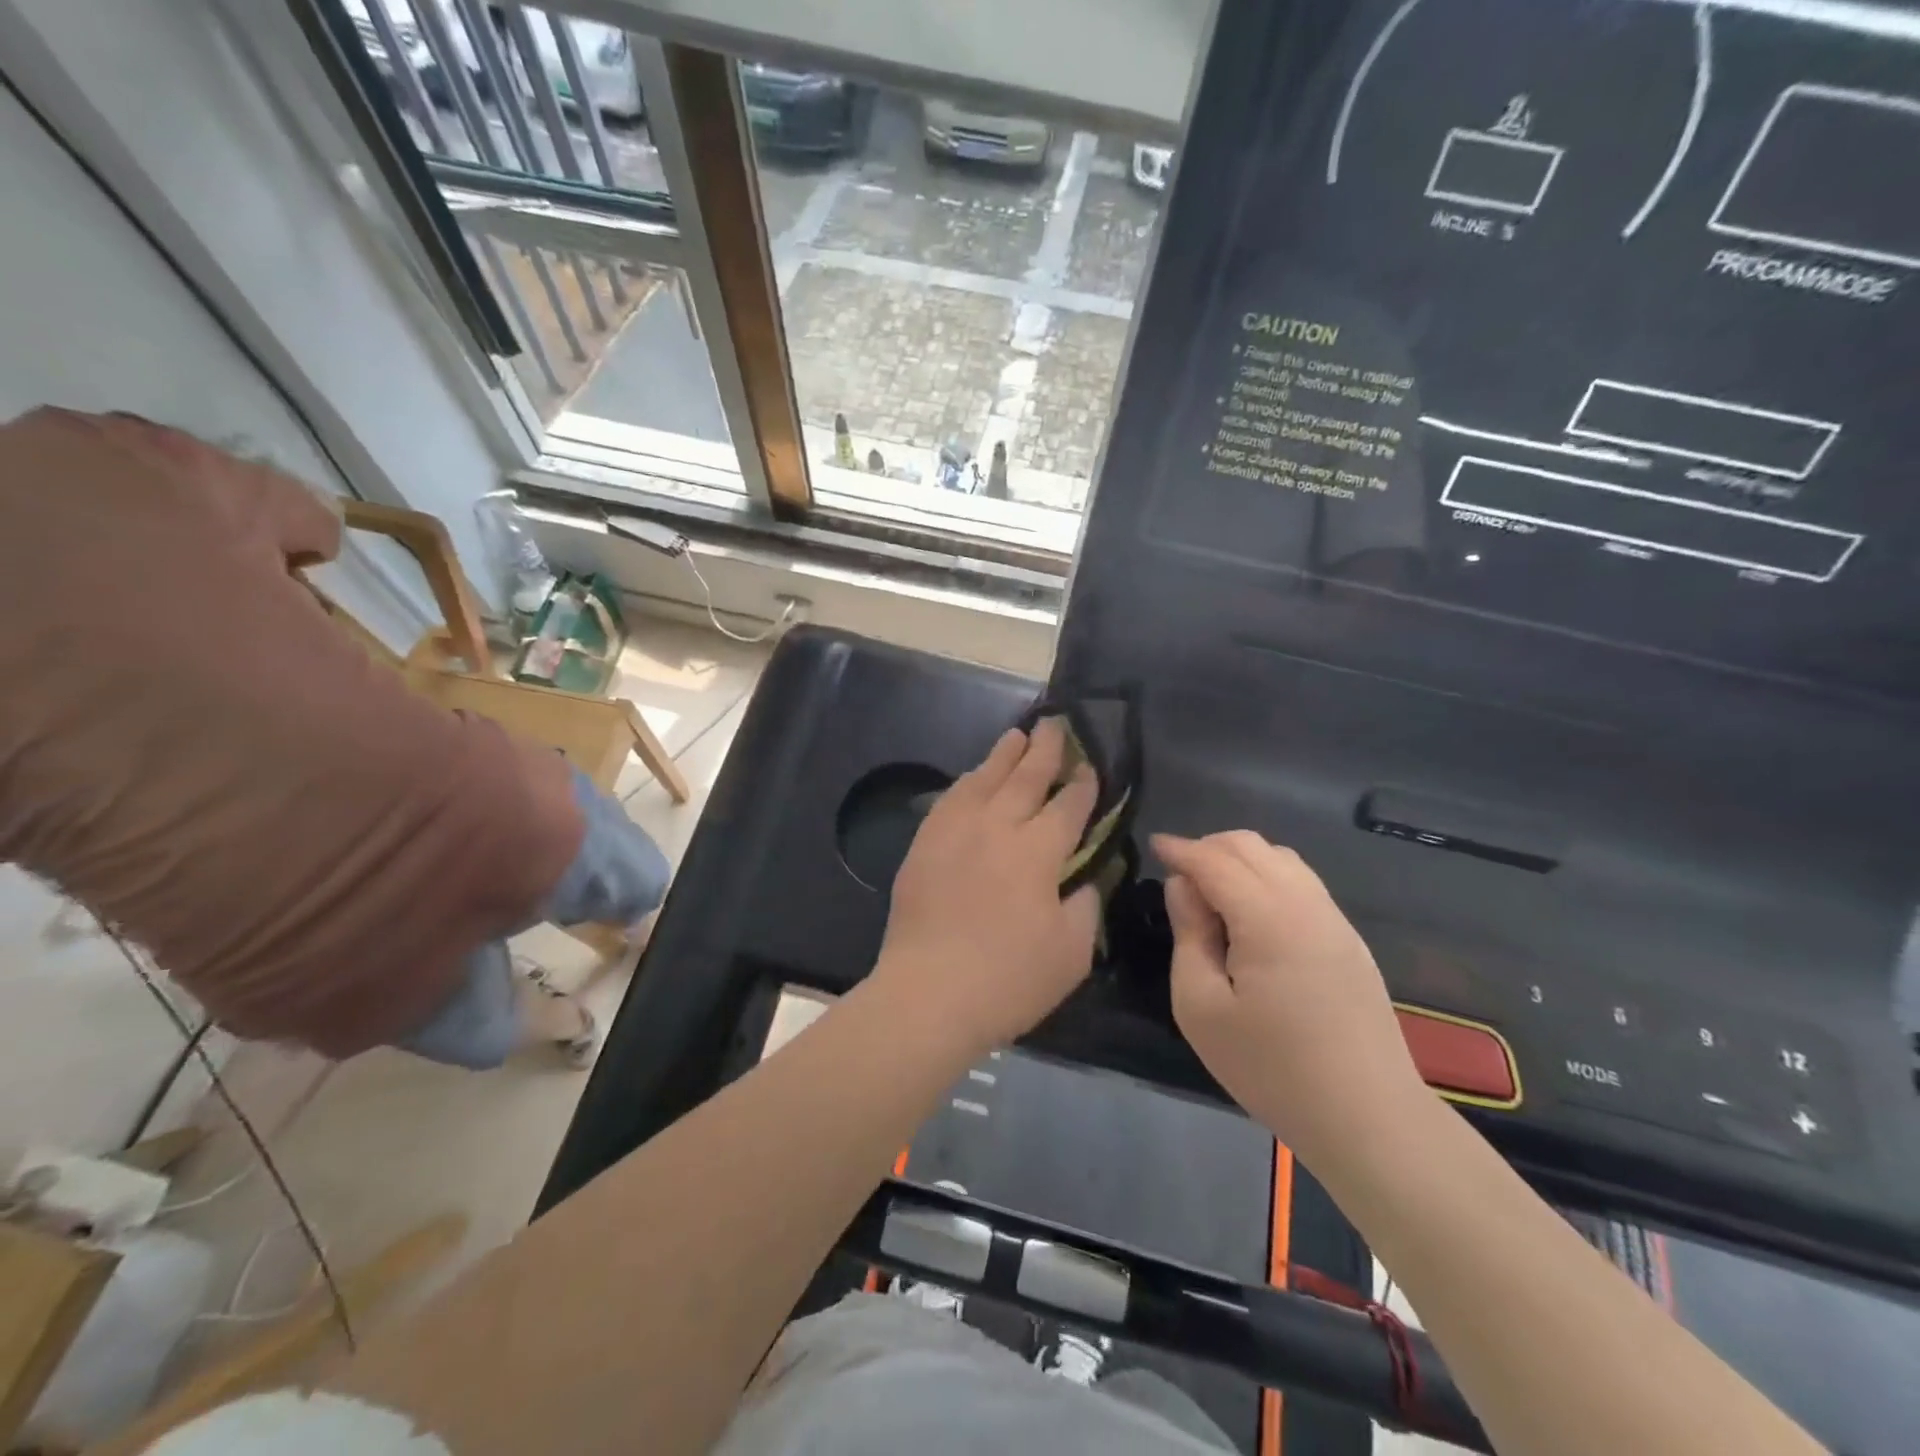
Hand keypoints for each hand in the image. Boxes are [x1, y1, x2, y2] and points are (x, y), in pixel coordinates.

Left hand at [869, 721, 1100, 1057]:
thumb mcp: (1071, 952)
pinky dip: (967, 782)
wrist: (929, 994)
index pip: (1068, 806)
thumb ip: (1086, 905)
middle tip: (1055, 724)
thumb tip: (1085, 877)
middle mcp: (997, 828)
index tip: (1090, 768)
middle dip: (1045, 750)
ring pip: (984, 780)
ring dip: (1004, 755)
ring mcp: (955, 832)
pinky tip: (974, 777)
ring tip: (1017, 735)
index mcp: (1038, 851)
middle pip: (1026, 778)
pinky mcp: (925, 844)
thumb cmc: (1009, 980)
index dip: (1083, 785)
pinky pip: (950, 799)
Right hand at [1154, 831, 1427, 1159]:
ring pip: (1281, 858)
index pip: (1215, 860)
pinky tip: (1251, 911)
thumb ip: (1189, 935)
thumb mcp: (1201, 1008)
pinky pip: (1302, 882)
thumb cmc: (1271, 1068)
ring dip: (1240, 858)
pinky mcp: (1348, 939)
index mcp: (1267, 918)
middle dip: (1209, 846)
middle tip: (1178, 873)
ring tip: (1212, 890)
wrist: (1368, 1118)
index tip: (1154, 846)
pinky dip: (1267, 876)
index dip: (1181, 849)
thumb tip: (1182, 887)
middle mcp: (1305, 904)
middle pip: (1251, 846)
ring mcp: (1334, 920)